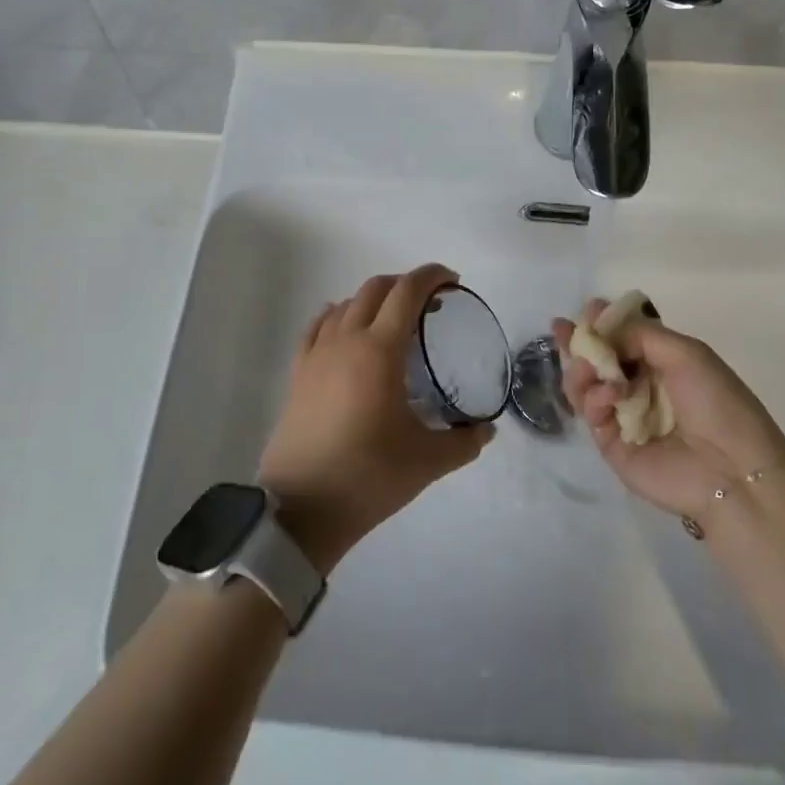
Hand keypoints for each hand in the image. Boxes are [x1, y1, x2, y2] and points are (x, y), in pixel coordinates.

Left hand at [259, 264, 494, 573]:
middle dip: (405, 285)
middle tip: (429, 303)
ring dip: (373, 299)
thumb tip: (486, 430)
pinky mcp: (298, 373)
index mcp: (379, 351)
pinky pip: (318, 327)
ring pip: (345, 305)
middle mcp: (346, 341)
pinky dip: (339, 316)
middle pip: (374, 289)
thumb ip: (464, 441)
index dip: (432, 276)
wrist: (302, 508)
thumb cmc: (369, 476)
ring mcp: (316, 355)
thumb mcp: (428, 461)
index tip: (452, 280)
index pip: (407, 292)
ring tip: (393, 320)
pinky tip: (346, 329)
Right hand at [554, 300, 784, 520]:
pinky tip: (608, 396)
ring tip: (587, 367)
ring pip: (586, 385)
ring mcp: (623, 416)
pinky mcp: (611, 445)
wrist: (731, 470)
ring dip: (582, 369)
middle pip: (599, 360)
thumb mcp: (687, 353)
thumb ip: (641, 333)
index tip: (588, 309)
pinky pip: (591, 413)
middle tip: (561, 329)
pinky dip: (594, 399)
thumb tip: (603, 327)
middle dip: (580, 342)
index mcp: (663, 364)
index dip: (604, 323)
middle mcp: (640, 388)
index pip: (624, 339)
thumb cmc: (716, 403)